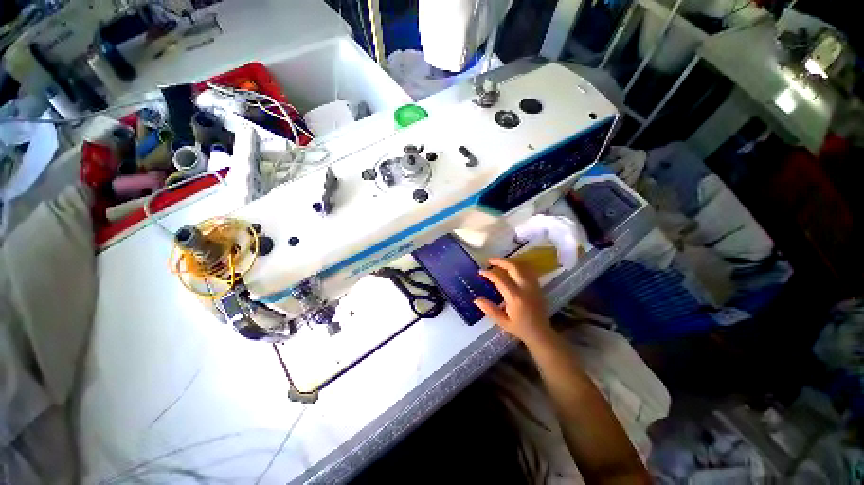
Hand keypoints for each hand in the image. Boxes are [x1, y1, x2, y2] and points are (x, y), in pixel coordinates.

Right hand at [474, 258, 552, 344]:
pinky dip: (519, 266)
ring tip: (499, 263)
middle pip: (513, 267)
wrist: (541, 333)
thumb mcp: (502, 322)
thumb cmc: (520, 328)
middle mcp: (525, 288)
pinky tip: (512, 268)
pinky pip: (528, 270)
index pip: (500, 279)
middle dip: (500, 261)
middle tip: (489, 261)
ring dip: (509, 262)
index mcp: (515, 297)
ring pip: (522, 266)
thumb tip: (476, 299)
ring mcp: (533, 286)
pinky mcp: (537, 286)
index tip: (481, 272)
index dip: (489, 274)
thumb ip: (489, 309)